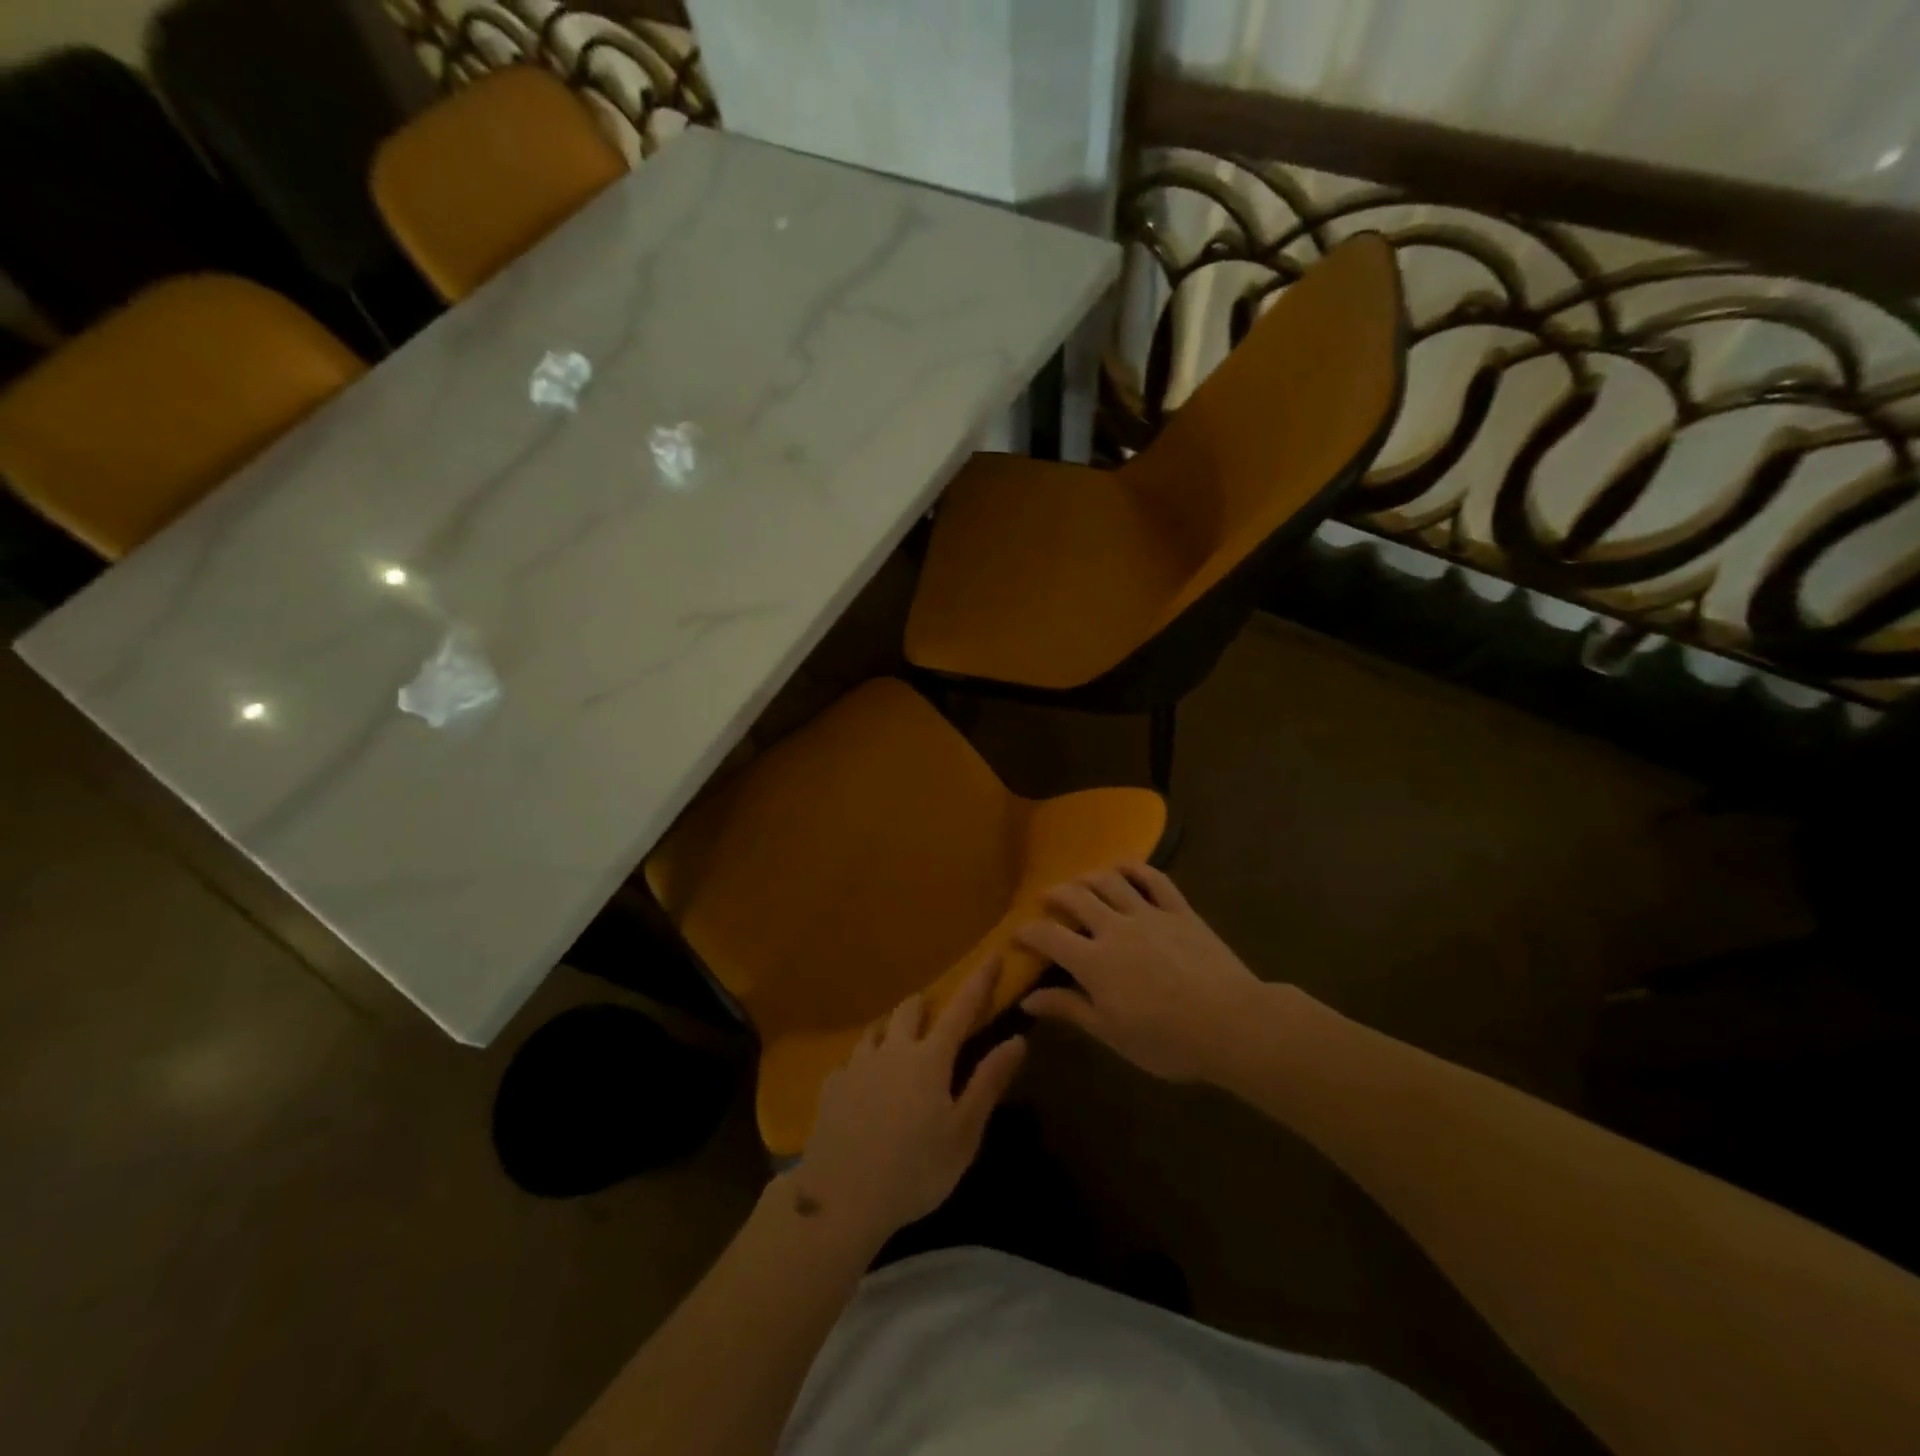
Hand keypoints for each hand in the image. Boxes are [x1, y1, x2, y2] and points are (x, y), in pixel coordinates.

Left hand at [793, 961, 1025, 1248]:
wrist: (841, 1199)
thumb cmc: (915, 1170)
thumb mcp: (963, 1133)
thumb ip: (988, 1082)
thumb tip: (1017, 1039)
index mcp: (930, 1059)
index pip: (961, 1008)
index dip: (979, 980)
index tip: (992, 953)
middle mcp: (892, 1049)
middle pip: (909, 1010)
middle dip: (925, 1006)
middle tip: (934, 1018)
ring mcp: (857, 1064)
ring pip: (876, 1030)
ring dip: (892, 1030)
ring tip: (897, 1047)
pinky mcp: (831, 1085)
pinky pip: (851, 1061)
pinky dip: (864, 1064)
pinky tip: (864, 1087)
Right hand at [1015, 862, 1263, 1082]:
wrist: (1231, 1024)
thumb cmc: (1167, 1040)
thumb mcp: (1111, 1033)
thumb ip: (1069, 1009)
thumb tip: (1027, 998)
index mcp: (1094, 962)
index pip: (1049, 936)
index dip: (1028, 932)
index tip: (1016, 934)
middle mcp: (1115, 928)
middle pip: (1076, 898)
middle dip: (1055, 894)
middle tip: (1047, 899)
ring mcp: (1149, 914)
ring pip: (1111, 881)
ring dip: (1089, 876)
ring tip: (1081, 881)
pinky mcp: (1180, 910)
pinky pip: (1155, 879)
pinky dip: (1136, 868)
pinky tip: (1125, 868)